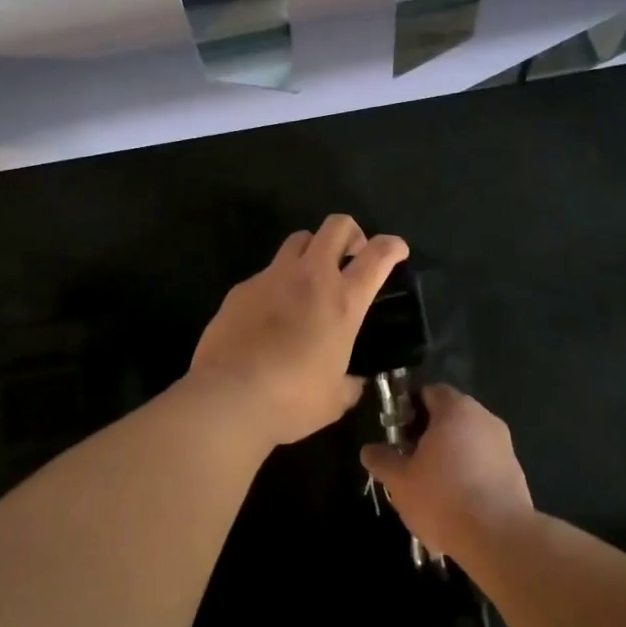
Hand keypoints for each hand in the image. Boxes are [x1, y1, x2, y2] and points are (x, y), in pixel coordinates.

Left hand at [187, 215, 408, 446]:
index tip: (397, 251)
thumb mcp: (336, 398)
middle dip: (351, 233)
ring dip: (313, 250)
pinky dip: (278, 283)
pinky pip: (267, 272)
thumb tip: (353, 381)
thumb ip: (350, 382)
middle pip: (336, 226)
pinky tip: (271, 314)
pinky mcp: (241, 288)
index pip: (378, 255)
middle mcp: (310, 277)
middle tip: (352, 257)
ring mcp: (272, 277)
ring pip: (299, 239)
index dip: (393, 246)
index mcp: (343, 301)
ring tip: (311, 279)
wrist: (228, 397)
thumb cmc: (291, 400)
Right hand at [360, 385, 533, 559]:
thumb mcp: (400, 481)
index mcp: (456, 409)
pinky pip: (485, 465)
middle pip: (451, 417)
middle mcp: (484, 418)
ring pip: (469, 443)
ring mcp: (505, 446)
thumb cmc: (443, 497)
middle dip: (429, 435)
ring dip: (451, 458)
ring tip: (432, 489)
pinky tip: (457, 506)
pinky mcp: (516, 473)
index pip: (430, 392)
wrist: (499, 538)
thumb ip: (382, 460)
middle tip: (410, 461)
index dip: (410, 408)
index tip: (397, 432)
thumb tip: (369, 450)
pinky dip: (470, 477)